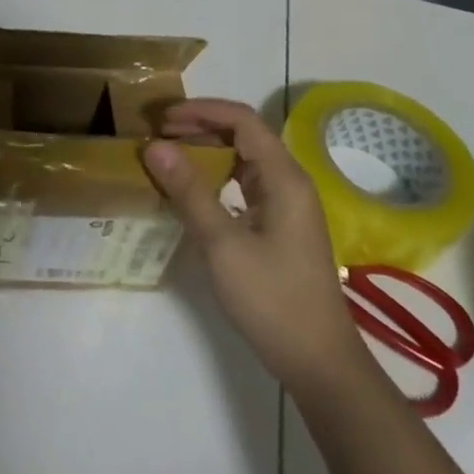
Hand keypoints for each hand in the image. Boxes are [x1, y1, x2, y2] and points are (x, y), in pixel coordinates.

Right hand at [143, 99, 362, 398]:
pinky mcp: (281, 226)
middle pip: (245, 134)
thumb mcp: (223, 245)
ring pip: (245, 159)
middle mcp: (290, 182)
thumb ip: (189, 192)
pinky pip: (246, 184)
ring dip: (208, 150)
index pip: (243, 120)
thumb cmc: (272, 300)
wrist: (319, 362)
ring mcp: (288, 205)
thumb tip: (155, 146)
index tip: (162, 119)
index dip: (201, 111)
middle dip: (201, 127)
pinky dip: (218, 177)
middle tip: (159, 136)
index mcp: (284, 178)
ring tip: (170, 157)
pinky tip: (194, 192)